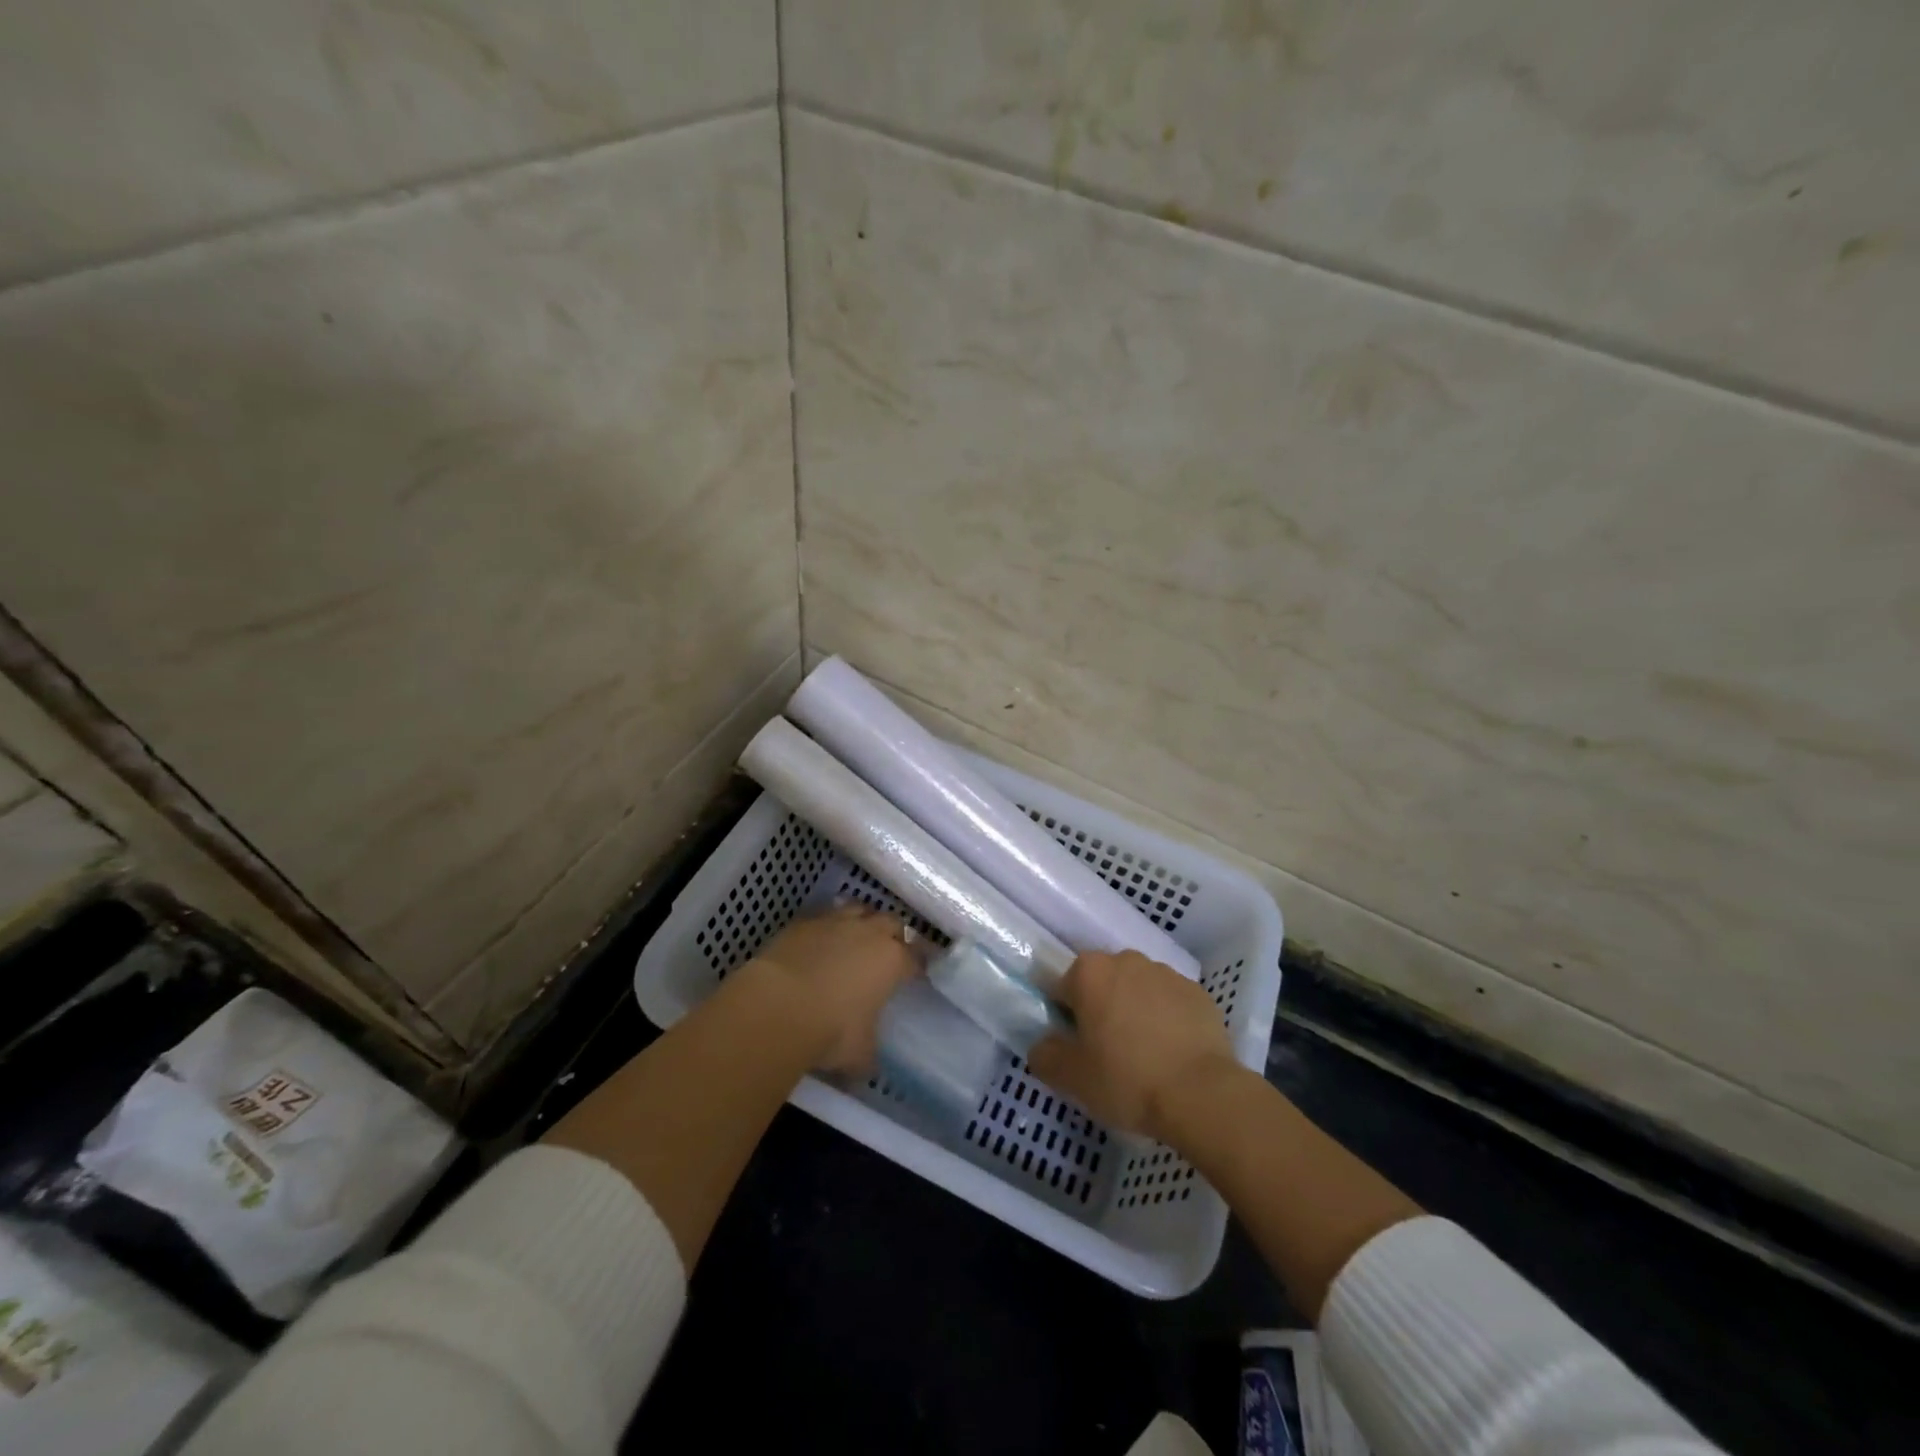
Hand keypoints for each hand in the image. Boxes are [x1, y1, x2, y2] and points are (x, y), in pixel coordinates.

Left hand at [744, 904, 920, 1075]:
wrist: (776, 1006)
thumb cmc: (829, 1030)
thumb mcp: (858, 1054)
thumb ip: (869, 1054)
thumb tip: (868, 1066)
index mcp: (892, 961)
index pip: (916, 958)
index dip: (918, 966)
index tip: (916, 974)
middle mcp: (869, 933)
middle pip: (892, 923)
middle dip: (894, 935)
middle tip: (889, 951)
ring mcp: (835, 922)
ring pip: (859, 909)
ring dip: (862, 921)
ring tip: (856, 936)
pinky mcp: (803, 921)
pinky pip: (824, 916)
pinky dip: (827, 926)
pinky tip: (820, 940)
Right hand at [1028, 950, 1237, 1140]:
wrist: (1202, 1094)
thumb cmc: (1127, 1079)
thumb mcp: (1071, 1077)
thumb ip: (1044, 1055)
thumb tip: (1044, 1045)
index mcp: (1089, 972)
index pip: (1063, 988)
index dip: (1065, 1018)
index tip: (1076, 1048)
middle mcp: (1126, 960)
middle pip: (1102, 983)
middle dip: (1101, 1008)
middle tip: (1107, 1052)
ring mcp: (1166, 973)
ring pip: (1137, 989)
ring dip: (1134, 1010)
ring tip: (1143, 1054)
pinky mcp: (1197, 992)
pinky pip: (1170, 1001)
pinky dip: (1166, 1019)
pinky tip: (1171, 1053)